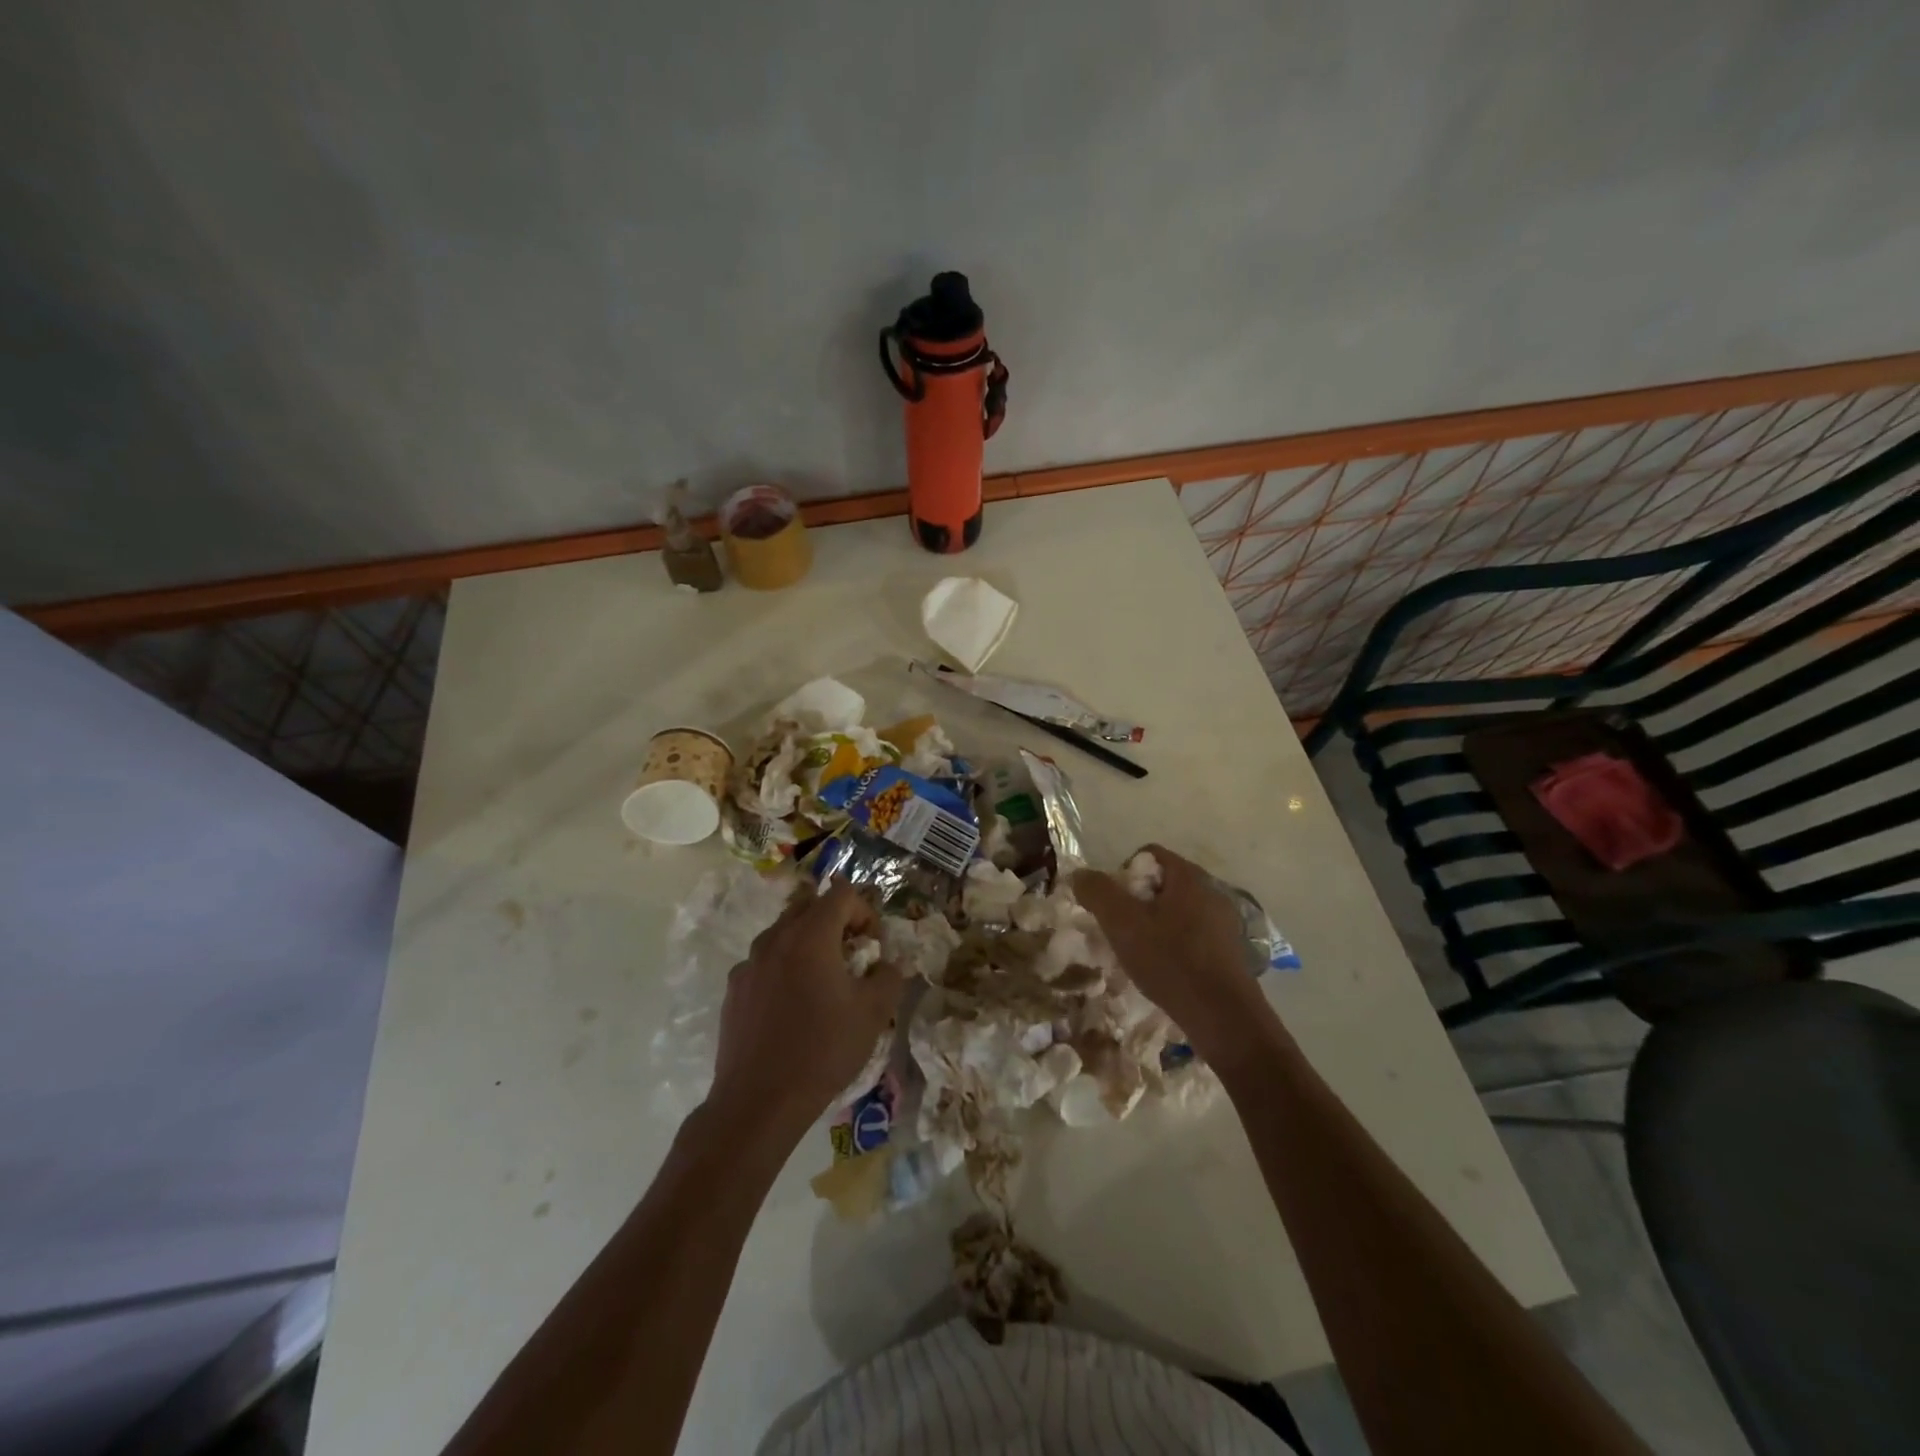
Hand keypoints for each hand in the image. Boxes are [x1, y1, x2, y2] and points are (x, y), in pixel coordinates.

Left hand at [708, 882, 903, 1143]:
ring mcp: (749, 962)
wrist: (759, 1101)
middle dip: (836, 922)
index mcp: (811, 935)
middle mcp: (775, 938)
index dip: (864, 911)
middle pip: (810, 906)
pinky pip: (766, 962)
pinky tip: (792, 1007)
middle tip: (851, 957)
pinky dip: (784, 968)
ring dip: (809, 944)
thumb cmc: (823, 1050)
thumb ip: (889, 976)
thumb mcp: (874, 1013)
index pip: (842, 893)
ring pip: (785, 933)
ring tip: (822, 983)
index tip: (872, 946)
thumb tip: (885, 965)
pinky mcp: (734, 988)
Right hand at [1072, 845, 1279, 1067]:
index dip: (1122, 874)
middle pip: (1161, 883)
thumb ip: (1098, 892)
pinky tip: (1164, 970)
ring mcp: (1224, 922)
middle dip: (1136, 903)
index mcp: (1189, 877)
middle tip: (1120, 931)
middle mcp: (1211, 891)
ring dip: (1154, 926)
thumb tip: (1079, 875)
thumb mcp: (1123, 924)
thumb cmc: (1171, 962)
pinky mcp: (1229, 950)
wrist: (1224, 1017)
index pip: (1148, 855)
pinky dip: (1173, 945)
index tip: (1112, 906)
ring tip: (1139, 954)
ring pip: (1176, 911)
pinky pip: (1192, 935)